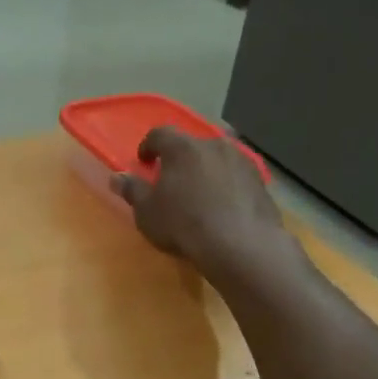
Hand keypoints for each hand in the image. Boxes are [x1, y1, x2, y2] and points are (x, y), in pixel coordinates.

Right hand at [113, 126, 286, 271]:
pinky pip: (236, 177)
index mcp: (182, 147)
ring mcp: (241, 161)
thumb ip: (132, 190)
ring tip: (200, 194)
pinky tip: (223, 207)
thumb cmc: (184, 224)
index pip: (160, 133)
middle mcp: (214, 145)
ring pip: (217, 159)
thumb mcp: (147, 212)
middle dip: (180, 159)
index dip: (149, 145)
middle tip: (172, 179)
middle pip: (192, 145)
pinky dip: (227, 185)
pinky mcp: (260, 181)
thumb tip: (117, 177)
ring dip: (206, 170)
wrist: (241, 245)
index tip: (144, 161)